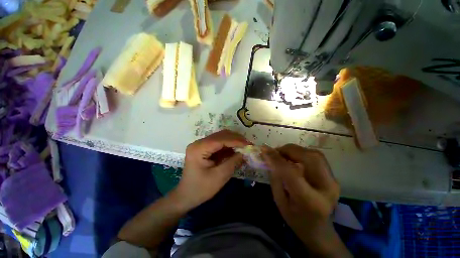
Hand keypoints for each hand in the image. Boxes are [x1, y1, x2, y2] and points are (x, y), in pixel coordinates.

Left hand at [172, 130, 249, 209]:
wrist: (186, 196)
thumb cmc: (201, 189)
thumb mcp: (219, 177)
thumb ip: (233, 162)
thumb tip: (245, 153)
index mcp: (199, 149)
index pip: (220, 139)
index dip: (236, 140)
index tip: (248, 144)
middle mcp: (199, 143)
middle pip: (220, 135)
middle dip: (235, 139)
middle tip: (248, 145)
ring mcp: (201, 145)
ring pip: (220, 137)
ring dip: (233, 141)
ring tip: (244, 147)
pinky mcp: (204, 148)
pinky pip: (219, 143)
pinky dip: (228, 145)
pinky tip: (236, 149)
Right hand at [262, 144, 346, 256]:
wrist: (319, 230)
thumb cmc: (295, 219)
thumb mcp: (279, 201)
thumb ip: (275, 177)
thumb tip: (269, 157)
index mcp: (310, 201)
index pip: (292, 173)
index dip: (276, 159)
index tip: (264, 150)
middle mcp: (326, 188)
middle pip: (309, 158)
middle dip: (288, 150)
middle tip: (275, 151)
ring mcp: (333, 181)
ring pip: (314, 154)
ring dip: (295, 150)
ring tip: (282, 153)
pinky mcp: (333, 177)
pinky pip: (316, 157)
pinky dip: (301, 153)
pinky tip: (292, 157)